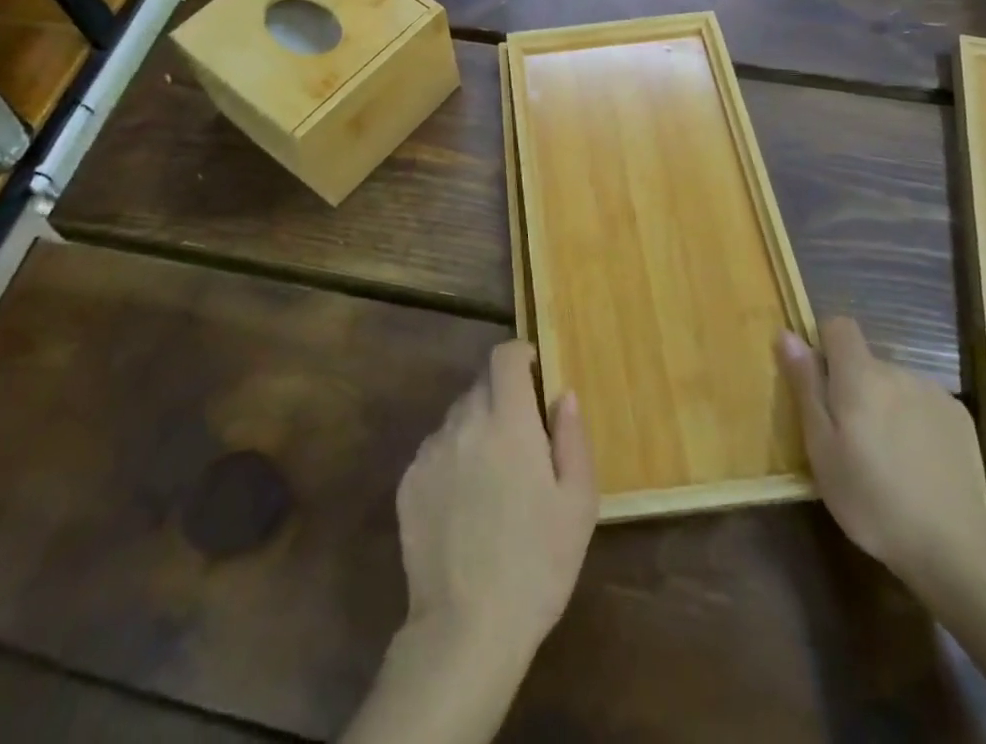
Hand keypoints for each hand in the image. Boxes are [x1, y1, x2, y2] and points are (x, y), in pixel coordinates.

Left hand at [396, 340, 597, 672]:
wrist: (465, 630)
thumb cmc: (536, 565)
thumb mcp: (578, 504)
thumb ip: (572, 437)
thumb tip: (562, 394)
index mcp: (507, 421)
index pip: (504, 356)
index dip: (519, 355)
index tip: (533, 373)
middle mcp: (464, 423)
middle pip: (480, 384)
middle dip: (502, 396)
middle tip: (521, 437)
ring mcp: (430, 451)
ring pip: (457, 417)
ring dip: (477, 428)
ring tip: (493, 477)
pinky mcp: (408, 481)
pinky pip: (435, 449)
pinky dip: (453, 458)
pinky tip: (464, 503)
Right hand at [777, 317, 985, 587]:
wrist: (955, 548)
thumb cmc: (871, 498)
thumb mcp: (821, 446)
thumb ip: (805, 385)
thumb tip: (787, 333)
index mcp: (860, 374)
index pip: (839, 325)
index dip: (824, 344)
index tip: (819, 384)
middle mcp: (898, 371)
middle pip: (865, 362)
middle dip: (853, 387)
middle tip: (849, 438)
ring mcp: (934, 393)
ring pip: (894, 384)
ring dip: (884, 404)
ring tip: (886, 455)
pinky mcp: (960, 418)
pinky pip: (922, 403)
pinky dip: (913, 420)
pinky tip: (917, 462)